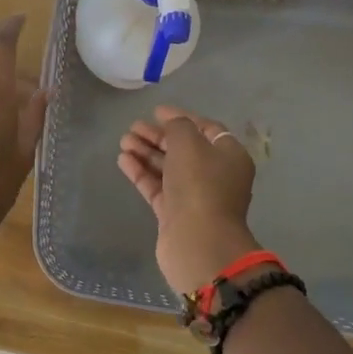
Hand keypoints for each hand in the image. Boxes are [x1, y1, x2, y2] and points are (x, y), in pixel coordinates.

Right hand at [118, 106, 260, 292]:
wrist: (198, 242)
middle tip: (133, 127)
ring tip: (123, 141)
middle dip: (158, 136)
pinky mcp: (174, 214)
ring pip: (167, 168)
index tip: (156, 111)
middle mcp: (215, 175)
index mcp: (229, 156)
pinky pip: (157, 186)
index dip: (181, 117)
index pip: (206, 129)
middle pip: (184, 148)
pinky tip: (123, 160)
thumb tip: (172, 124)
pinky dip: (141, 172)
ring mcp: (194, 196)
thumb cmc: (199, 184)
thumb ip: (178, 126)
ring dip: (146, 152)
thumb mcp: (189, 143)